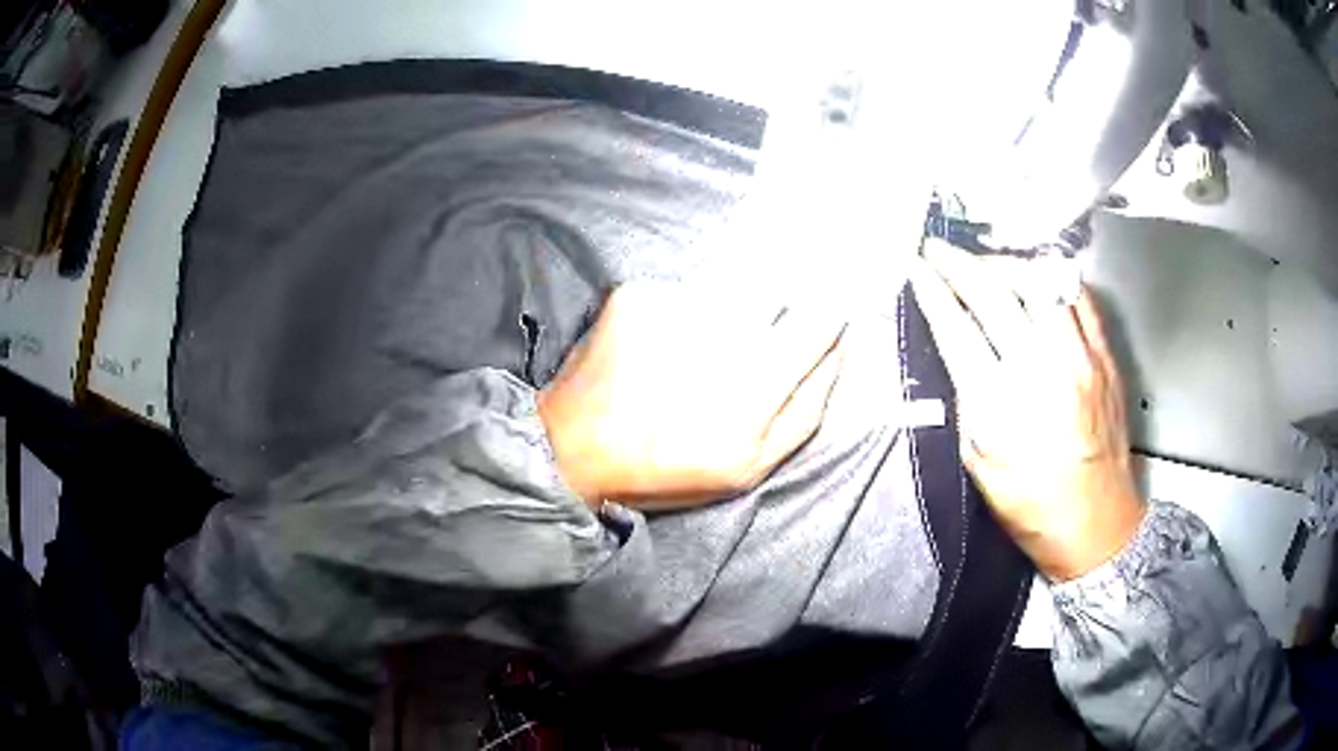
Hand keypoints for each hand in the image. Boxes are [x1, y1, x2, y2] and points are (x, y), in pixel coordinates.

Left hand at [539, 283, 844, 510]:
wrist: (575, 450)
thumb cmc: (669, 468)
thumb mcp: (751, 466)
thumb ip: (805, 410)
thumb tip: (838, 351)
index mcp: (757, 381)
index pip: (817, 321)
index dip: (823, 319)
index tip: (819, 322)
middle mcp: (722, 332)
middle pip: (774, 297)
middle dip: (765, 320)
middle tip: (729, 361)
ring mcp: (675, 306)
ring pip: (726, 292)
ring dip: (719, 317)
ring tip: (684, 361)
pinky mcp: (638, 295)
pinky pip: (681, 293)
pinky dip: (677, 316)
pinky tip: (655, 350)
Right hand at [909, 241, 1145, 580]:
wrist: (1096, 524)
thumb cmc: (1033, 508)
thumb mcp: (979, 466)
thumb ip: (966, 402)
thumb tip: (956, 352)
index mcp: (1002, 408)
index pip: (957, 329)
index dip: (931, 291)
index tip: (915, 269)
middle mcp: (1043, 372)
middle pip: (994, 293)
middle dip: (958, 264)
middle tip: (939, 251)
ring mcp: (1080, 358)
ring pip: (1039, 281)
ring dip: (1004, 264)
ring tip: (986, 264)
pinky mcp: (1105, 356)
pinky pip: (1077, 295)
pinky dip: (1050, 278)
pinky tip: (1035, 281)